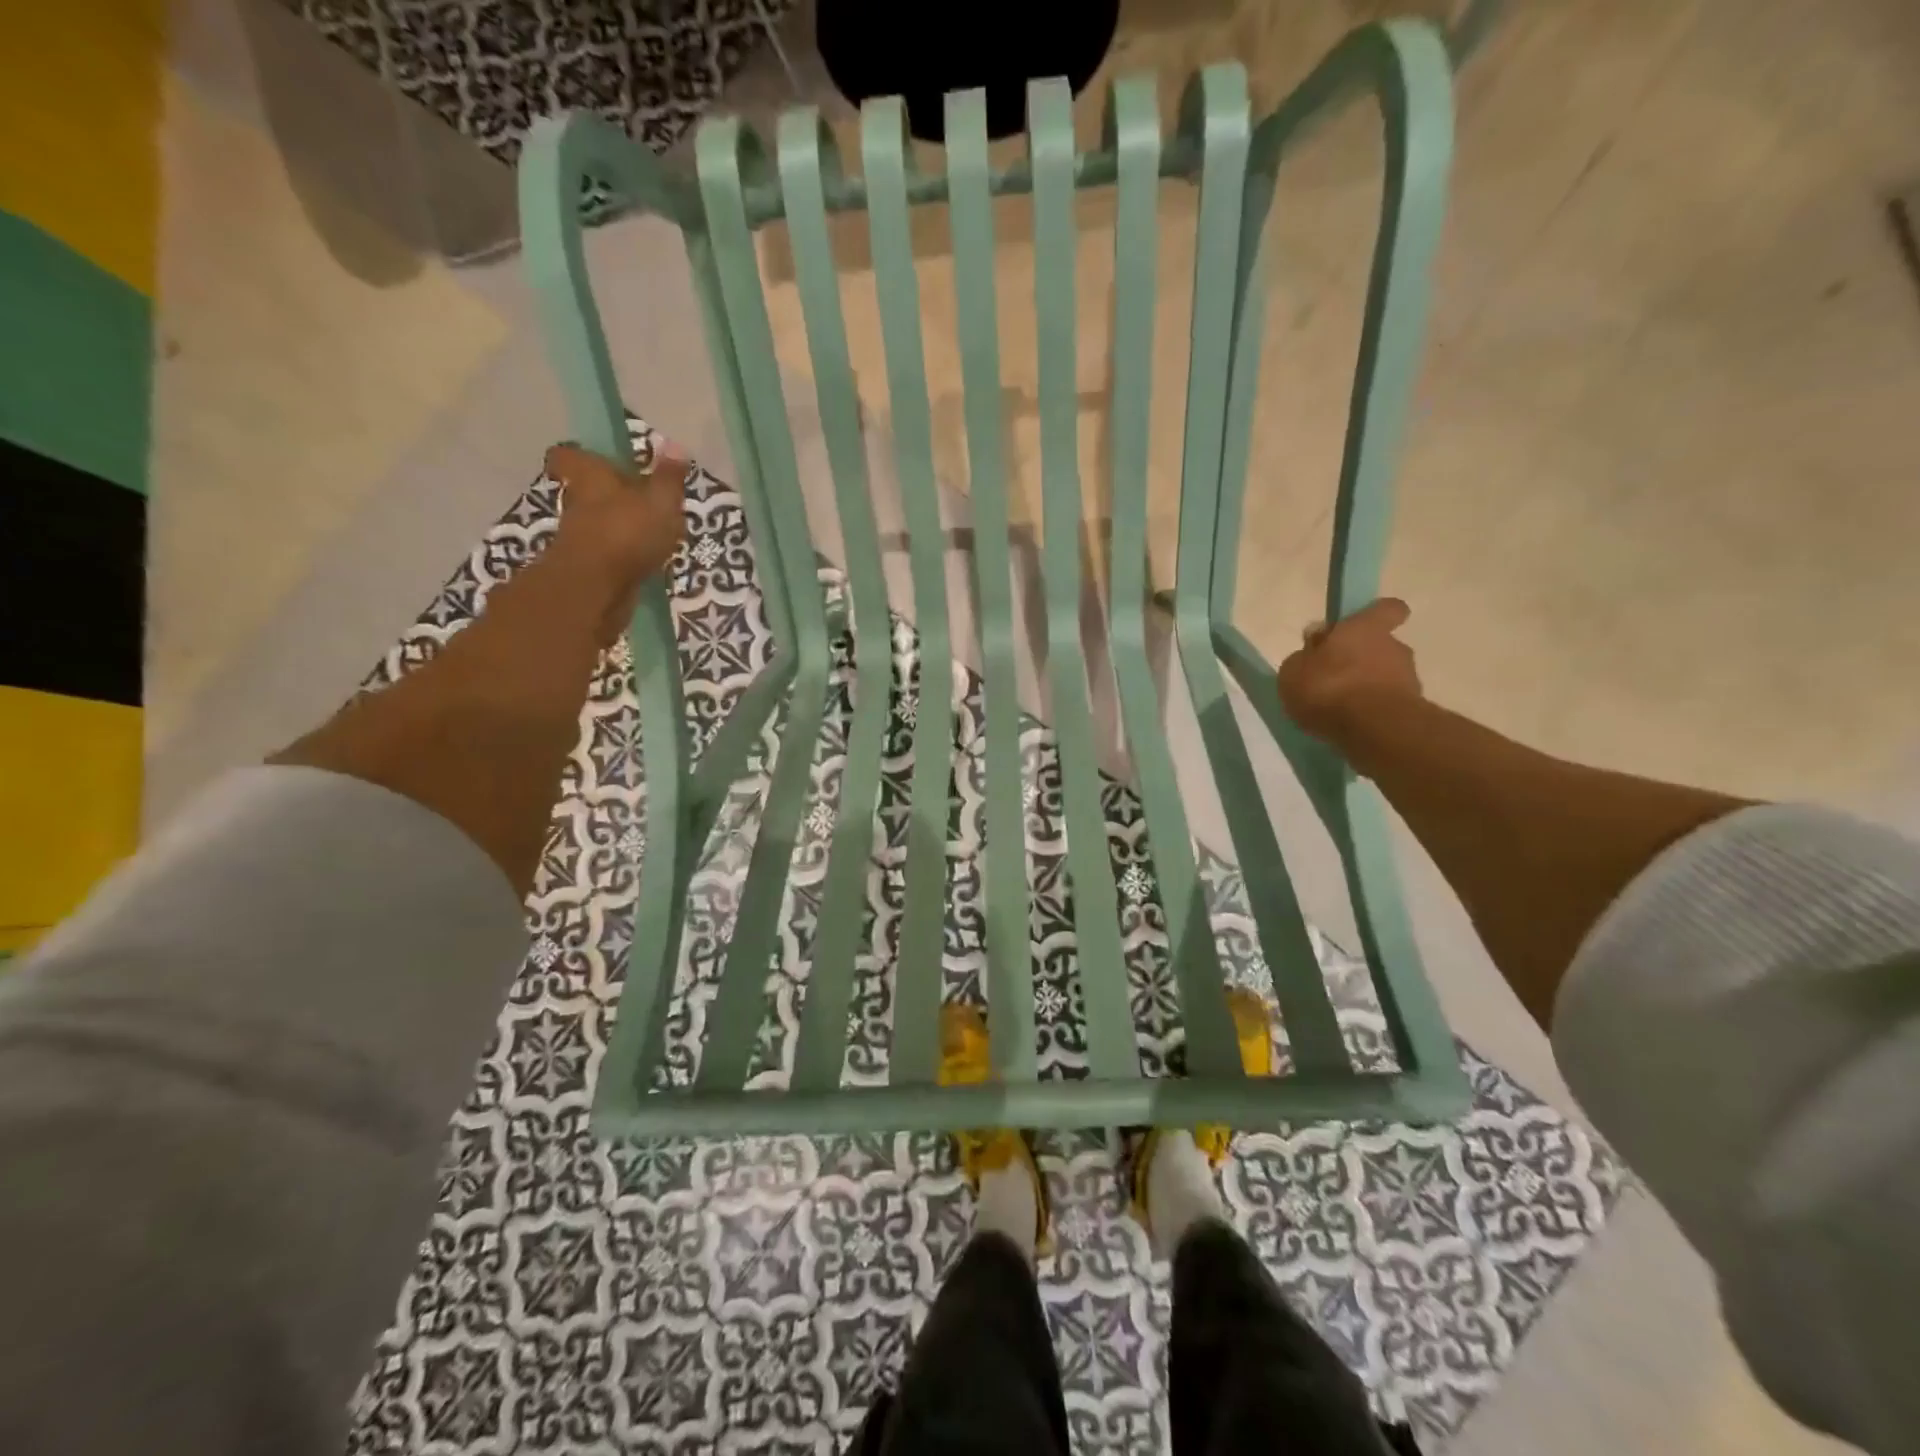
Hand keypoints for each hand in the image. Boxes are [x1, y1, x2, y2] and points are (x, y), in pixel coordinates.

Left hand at [544, 441, 688, 645]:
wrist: (596, 590)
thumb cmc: (627, 532)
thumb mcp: (660, 500)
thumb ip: (669, 477)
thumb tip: (675, 443)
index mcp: (590, 477)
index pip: (569, 456)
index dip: (581, 456)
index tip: (598, 460)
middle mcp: (577, 503)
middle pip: (586, 492)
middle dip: (609, 496)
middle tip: (640, 501)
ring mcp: (580, 539)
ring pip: (598, 525)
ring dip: (619, 529)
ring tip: (653, 536)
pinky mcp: (589, 570)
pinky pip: (608, 556)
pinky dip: (624, 558)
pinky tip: (649, 563)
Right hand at [1277, 597, 1422, 746]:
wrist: (1373, 730)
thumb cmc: (1328, 688)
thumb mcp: (1294, 671)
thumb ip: (1304, 656)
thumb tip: (1315, 645)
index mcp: (1366, 628)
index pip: (1386, 609)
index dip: (1376, 616)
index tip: (1360, 627)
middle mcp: (1394, 647)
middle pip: (1381, 647)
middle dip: (1362, 661)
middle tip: (1334, 680)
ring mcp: (1409, 680)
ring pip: (1386, 678)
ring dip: (1367, 689)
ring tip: (1339, 710)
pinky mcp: (1412, 710)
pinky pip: (1388, 705)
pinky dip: (1373, 712)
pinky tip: (1350, 726)